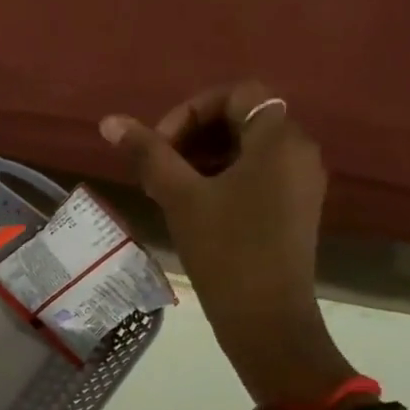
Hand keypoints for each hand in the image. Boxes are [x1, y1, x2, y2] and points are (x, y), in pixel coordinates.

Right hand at [100, 88, 350, 405]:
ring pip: (247, 150)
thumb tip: (109, 122)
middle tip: (157, 169)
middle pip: (243, 120)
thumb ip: (148, 154)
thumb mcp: (180, 197)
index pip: (237, 94)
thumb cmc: (224, 249)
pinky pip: (256, 175)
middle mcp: (298, 151)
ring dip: (203, 158)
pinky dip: (222, 178)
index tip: (159, 146)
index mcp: (278, 139)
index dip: (191, 110)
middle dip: (193, 136)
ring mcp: (299, 182)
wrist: (265, 315)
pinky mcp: (293, 208)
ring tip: (167, 191)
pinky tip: (193, 208)